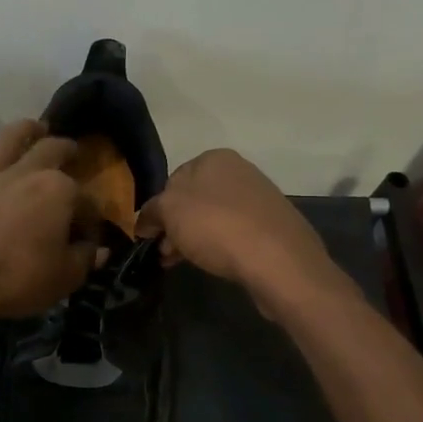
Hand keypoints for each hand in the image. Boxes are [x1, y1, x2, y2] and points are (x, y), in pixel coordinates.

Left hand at [0, 120, 99, 321]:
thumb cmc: (17, 277)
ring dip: (27, 129)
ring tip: (36, 128)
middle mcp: (28, 173)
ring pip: (11, 138)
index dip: (92, 221)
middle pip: (52, 150)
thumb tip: (99, 250)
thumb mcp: (64, 277)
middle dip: (67, 149)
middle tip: (73, 151)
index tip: (90, 241)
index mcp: (60, 190)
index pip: (88, 202)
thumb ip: (85, 260)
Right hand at [134, 149, 337, 308]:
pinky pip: (234, 232)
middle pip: (193, 200)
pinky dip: (218, 245)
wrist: (277, 259)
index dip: (158, 209)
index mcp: (214, 158)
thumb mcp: (169, 212)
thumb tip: (145, 222)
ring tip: (180, 263)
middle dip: (175, 226)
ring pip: (212, 218)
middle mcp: (239, 171)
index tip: (151, 235)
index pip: (172, 180)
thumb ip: (151, 212)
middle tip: (164, 253)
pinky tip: (212, 263)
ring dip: (193, 239)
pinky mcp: (272, 225)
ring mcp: (259, 198)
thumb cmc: (216, 226)